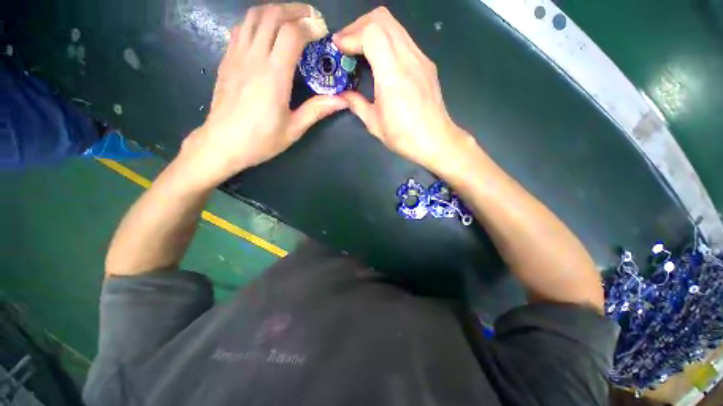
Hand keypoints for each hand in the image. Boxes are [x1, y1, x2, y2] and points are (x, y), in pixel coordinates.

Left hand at [180, 3, 347, 187]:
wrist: (222, 144)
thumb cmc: (261, 140)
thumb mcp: (294, 129)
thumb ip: (317, 110)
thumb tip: (343, 100)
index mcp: (273, 76)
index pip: (292, 34)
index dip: (309, 27)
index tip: (322, 32)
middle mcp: (254, 58)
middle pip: (272, 15)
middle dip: (294, 10)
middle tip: (310, 18)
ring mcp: (236, 56)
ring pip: (253, 16)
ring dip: (274, 11)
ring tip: (290, 20)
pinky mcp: (226, 60)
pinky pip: (240, 29)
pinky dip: (256, 23)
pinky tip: (266, 33)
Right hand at [333, 7, 473, 173]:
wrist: (436, 141)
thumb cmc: (404, 137)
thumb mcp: (374, 124)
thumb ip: (356, 104)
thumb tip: (343, 95)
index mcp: (392, 75)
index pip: (371, 32)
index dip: (350, 34)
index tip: (339, 48)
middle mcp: (408, 59)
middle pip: (382, 18)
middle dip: (359, 26)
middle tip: (348, 45)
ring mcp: (421, 58)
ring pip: (395, 25)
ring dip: (373, 31)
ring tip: (361, 50)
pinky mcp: (426, 64)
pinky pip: (404, 39)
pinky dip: (387, 40)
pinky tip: (381, 60)